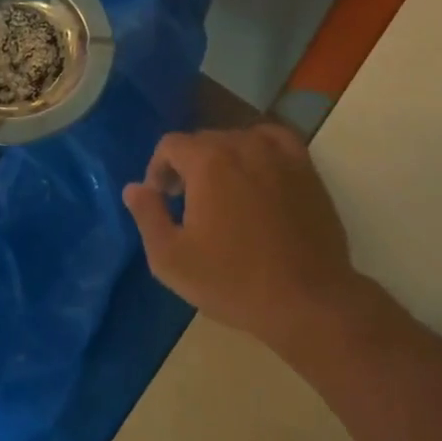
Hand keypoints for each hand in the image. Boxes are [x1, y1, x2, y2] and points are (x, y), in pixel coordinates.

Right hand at [122, 125, 364, 351]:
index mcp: (208, 162)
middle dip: (188, 166)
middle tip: (186, 203)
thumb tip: (134, 187)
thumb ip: (147, 215)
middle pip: (204, 140)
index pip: (171, 145)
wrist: (307, 300)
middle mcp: (243, 145)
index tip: (162, 199)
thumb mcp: (172, 259)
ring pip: (239, 140)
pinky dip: (259, 149)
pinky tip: (257, 172)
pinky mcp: (306, 169)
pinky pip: (275, 140)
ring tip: (222, 193)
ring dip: (222, 159)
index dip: (158, 169)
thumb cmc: (233, 281)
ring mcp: (279, 154)